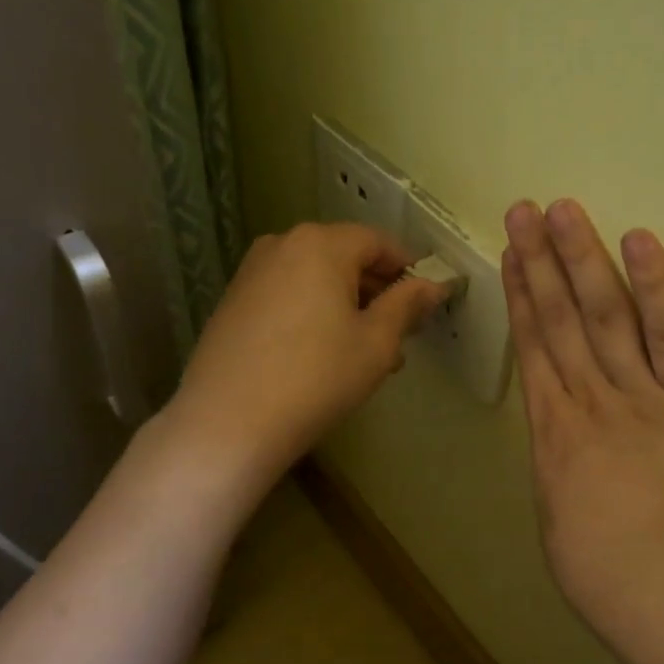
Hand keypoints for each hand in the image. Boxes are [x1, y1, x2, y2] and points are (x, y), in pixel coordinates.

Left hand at [167, 222, 445, 489]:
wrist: (229, 422)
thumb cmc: (317, 377)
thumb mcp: (376, 343)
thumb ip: (407, 305)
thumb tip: (434, 284)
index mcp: (321, 244)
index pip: (378, 242)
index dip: (408, 268)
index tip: (426, 301)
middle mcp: (282, 244)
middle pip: (344, 257)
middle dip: (377, 292)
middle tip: (399, 336)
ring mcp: (252, 273)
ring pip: (315, 280)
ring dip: (347, 307)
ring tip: (364, 355)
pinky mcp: (233, 302)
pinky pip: (288, 296)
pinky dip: (314, 315)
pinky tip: (323, 358)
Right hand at [502, 199, 663, 631]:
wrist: (662, 585)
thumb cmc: (602, 573)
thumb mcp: (559, 523)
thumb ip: (563, 478)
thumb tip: (567, 462)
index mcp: (553, 433)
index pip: (533, 348)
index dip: (521, 298)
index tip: (512, 256)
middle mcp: (588, 399)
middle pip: (560, 318)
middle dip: (541, 261)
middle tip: (526, 210)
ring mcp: (639, 393)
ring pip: (604, 313)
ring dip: (582, 259)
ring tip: (564, 210)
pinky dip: (656, 286)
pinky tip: (639, 241)